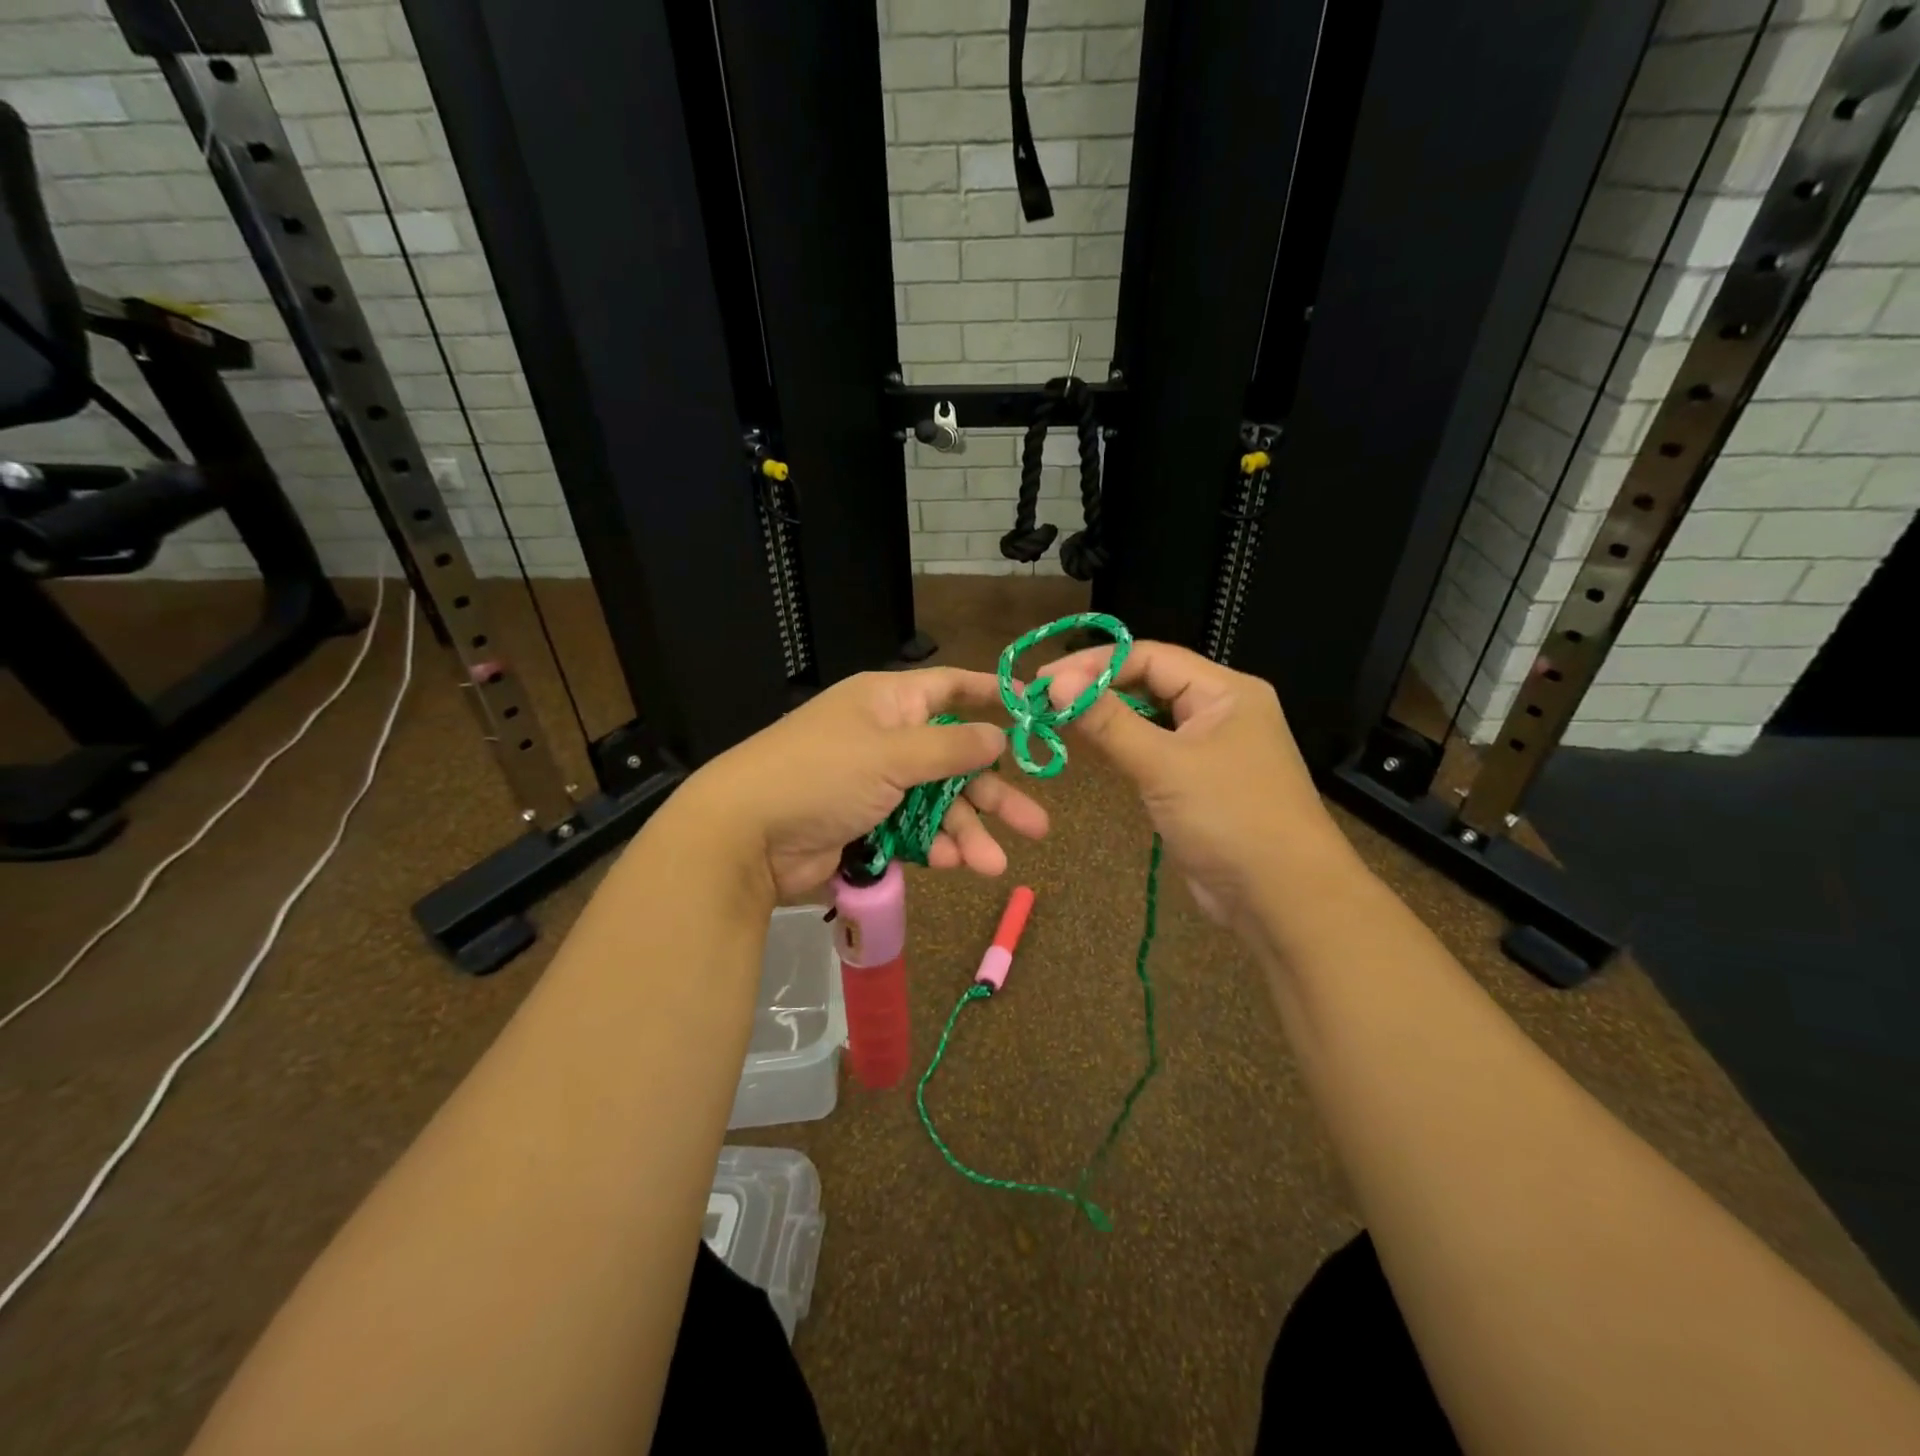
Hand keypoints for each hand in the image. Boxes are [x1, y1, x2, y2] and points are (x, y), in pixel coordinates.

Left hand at [676, 668, 1050, 899]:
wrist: (745, 836)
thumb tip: (998, 735)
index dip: (990, 696)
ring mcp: (876, 786)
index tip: (1033, 709)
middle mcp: (886, 739)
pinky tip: (954, 864)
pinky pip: (914, 832)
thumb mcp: (891, 754)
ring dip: (967, 833)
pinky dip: (934, 847)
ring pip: (938, 805)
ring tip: (995, 865)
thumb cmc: (822, 774)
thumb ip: (950, 747)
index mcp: (888, 703)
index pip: (949, 688)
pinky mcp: (867, 826)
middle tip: (1037, 824)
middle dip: (993, 794)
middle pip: (955, 760)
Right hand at [1042, 641, 1345, 925]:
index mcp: (1226, 690)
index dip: (1095, 664)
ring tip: (1056, 719)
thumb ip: (1108, 722)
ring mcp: (1210, 748)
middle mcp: (1220, 710)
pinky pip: (1153, 752)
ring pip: (1149, 719)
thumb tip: (1054, 683)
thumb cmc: (1230, 819)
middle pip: (1149, 683)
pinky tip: (1089, 748)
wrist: (1284, 899)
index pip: (1150, 657)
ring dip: (1106, 718)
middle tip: (1043, 699)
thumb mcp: (1164, 765)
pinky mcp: (1198, 783)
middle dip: (1098, 688)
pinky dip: (1121, 747)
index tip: (1044, 680)